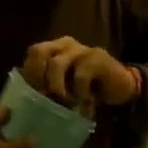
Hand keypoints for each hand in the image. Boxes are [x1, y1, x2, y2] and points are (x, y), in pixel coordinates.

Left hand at [22, 37, 138, 106]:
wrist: (120, 87)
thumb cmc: (87, 90)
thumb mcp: (64, 88)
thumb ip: (47, 86)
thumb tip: (26, 100)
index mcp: (54, 49)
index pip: (33, 53)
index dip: (29, 74)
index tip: (33, 96)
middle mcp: (65, 44)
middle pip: (39, 51)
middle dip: (37, 76)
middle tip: (44, 96)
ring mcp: (81, 49)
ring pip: (56, 64)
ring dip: (57, 88)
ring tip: (65, 103)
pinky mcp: (97, 58)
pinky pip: (79, 76)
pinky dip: (79, 93)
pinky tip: (85, 103)